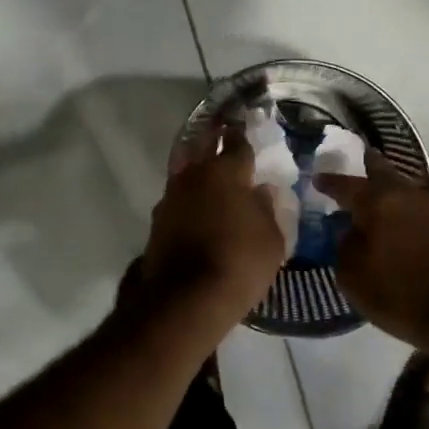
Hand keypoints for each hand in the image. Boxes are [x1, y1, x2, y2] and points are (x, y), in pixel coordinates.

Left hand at [134, 123, 285, 329]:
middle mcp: (195, 175)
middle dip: (212, 138)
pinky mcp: (157, 220)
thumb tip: (261, 191)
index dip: (242, 137)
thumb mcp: (271, 239)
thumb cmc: (240, 262)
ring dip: (196, 168)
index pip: (237, 144)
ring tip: (207, 172)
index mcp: (227, 172)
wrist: (186, 298)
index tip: (243, 130)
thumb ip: (266, 209)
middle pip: (203, 146)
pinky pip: (177, 198)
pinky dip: (187, 197)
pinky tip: (194, 205)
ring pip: (185, 171)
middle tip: (220, 131)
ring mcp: (171, 196)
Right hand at [316, 148, 428, 347]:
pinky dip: (399, 206)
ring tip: (369, 197)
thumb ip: (343, 246)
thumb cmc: (399, 293)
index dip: (328, 181)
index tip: (316, 178)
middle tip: (352, 164)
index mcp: (377, 201)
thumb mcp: (352, 276)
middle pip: (381, 170)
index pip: (345, 184)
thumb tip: (349, 232)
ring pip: (400, 187)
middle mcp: (405, 194)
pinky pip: (413, 205)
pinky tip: (391, 220)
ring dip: (384, 188)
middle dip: (365, 165)